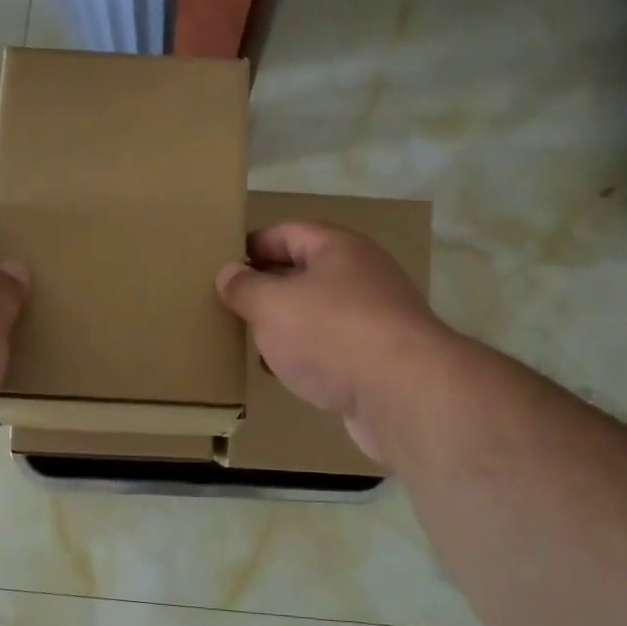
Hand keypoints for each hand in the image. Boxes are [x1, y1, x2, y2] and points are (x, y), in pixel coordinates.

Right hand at [216, 221, 453, 465]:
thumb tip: (228, 273)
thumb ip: (245, 287)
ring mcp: (374, 318)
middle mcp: (360, 275)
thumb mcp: (272, 305)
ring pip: (318, 313)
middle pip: (304, 272)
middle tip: (229, 304)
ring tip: (249, 340)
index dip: (253, 244)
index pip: (287, 232)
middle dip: (267, 288)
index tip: (222, 264)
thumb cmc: (332, 333)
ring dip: (285, 325)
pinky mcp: (378, 358)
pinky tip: (283, 372)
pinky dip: (306, 355)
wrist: (404, 393)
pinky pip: (332, 347)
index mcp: (337, 248)